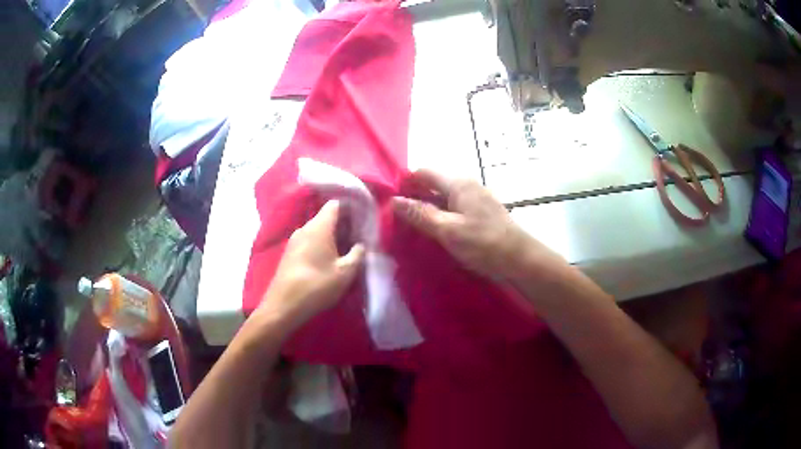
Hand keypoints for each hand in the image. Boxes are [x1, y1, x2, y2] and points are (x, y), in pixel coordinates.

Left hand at [258, 201, 364, 328]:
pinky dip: (322, 245)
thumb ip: (357, 254)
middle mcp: (304, 228)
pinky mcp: (290, 253)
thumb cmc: (317, 285)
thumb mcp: (345, 272)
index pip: (335, 204)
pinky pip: (309, 241)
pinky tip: (330, 260)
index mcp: (319, 227)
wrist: (283, 306)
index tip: (364, 217)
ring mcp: (294, 240)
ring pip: (318, 230)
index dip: (351, 207)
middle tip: (360, 236)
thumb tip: (361, 245)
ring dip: (333, 237)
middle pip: (327, 217)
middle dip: (344, 224)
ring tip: (348, 249)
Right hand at [392, 170, 563, 281]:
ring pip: (445, 197)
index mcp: (459, 183)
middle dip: (415, 197)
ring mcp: (477, 199)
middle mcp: (468, 185)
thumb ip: (420, 214)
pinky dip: (443, 216)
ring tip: (413, 227)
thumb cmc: (484, 243)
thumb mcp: (447, 230)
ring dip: (428, 208)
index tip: (391, 201)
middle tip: (398, 218)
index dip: (406, 183)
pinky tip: (436, 232)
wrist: (520, 260)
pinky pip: (455, 208)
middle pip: (434, 183)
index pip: (424, 172)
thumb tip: (394, 201)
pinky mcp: (482, 213)